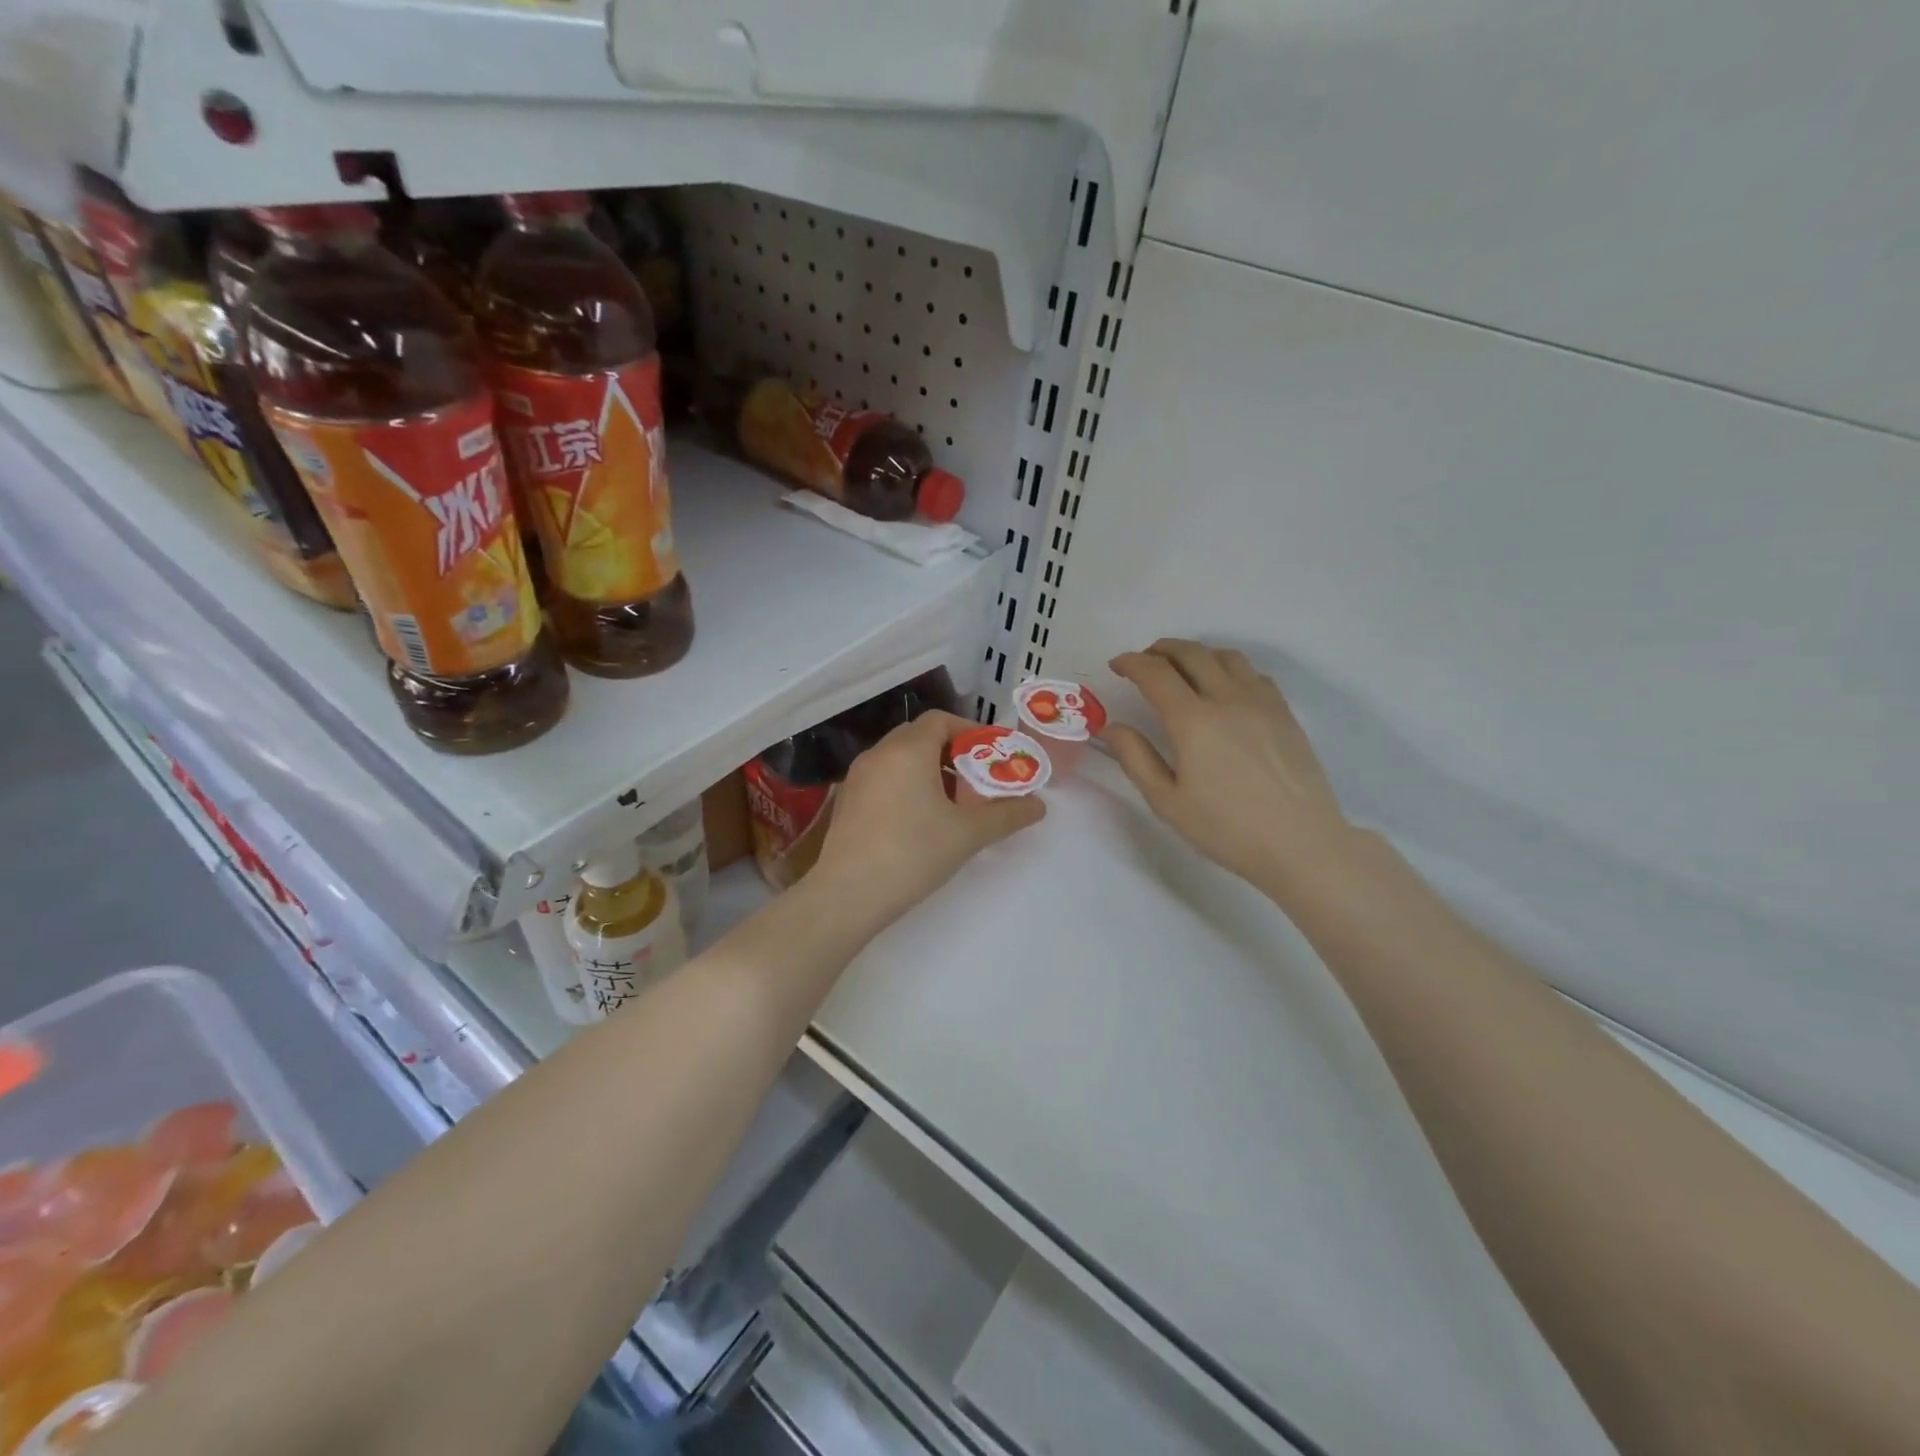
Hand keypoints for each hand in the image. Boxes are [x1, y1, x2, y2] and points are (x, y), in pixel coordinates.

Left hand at [813, 709, 1044, 927]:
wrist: (847, 895)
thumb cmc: (912, 854)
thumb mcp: (968, 834)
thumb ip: (1006, 815)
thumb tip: (1039, 806)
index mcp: (908, 750)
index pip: (941, 720)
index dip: (969, 731)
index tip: (990, 754)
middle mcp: (879, 754)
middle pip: (919, 736)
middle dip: (951, 752)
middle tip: (975, 779)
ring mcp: (857, 777)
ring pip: (899, 758)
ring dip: (927, 769)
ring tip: (952, 802)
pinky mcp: (846, 802)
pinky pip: (882, 778)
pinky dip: (905, 785)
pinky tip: (919, 820)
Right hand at [1105, 640, 1353, 892]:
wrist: (1300, 843)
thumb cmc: (1226, 828)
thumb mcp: (1167, 801)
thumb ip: (1136, 758)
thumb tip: (1113, 726)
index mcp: (1192, 721)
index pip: (1155, 673)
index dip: (1131, 663)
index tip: (1117, 666)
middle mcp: (1227, 699)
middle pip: (1191, 653)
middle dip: (1160, 650)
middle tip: (1144, 662)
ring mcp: (1261, 702)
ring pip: (1225, 656)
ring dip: (1196, 654)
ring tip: (1182, 669)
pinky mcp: (1284, 713)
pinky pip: (1253, 673)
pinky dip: (1228, 668)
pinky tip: (1224, 688)